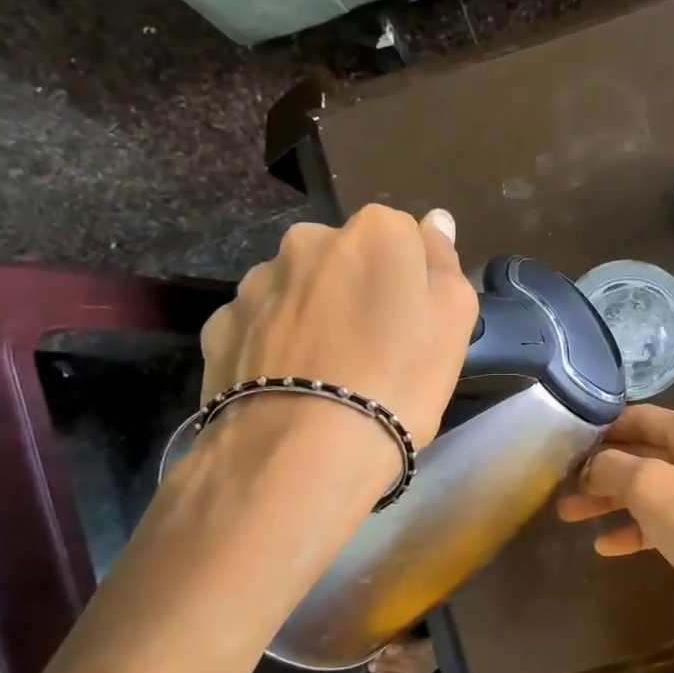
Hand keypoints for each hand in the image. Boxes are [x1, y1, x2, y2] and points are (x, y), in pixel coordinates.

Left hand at [196, 205, 479, 495]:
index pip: (403, 235)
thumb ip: (444, 261)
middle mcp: (308, 240)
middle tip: (374, 348)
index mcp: (374, 233)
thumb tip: (435, 220)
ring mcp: (257, 281)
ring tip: (326, 373)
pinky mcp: (219, 325)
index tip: (414, 322)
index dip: (411, 279)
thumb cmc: (399, 381)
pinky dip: (275, 342)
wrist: (303, 452)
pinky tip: (289, 383)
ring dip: (314, 313)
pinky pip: (260, 323)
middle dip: (358, 288)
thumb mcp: (454, 321)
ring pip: (299, 288)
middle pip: (345, 258)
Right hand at [555, 405, 673, 672]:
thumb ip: (615, 468)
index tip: (560, 445)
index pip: (637, 418)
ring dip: (611, 501)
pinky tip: (606, 546)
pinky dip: (636, 530)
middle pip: (642, 454)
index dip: (598, 430)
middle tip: (557, 486)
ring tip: (569, 515)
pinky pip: (666, 524)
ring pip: (651, 490)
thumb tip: (592, 465)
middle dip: (599, 470)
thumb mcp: (655, 489)